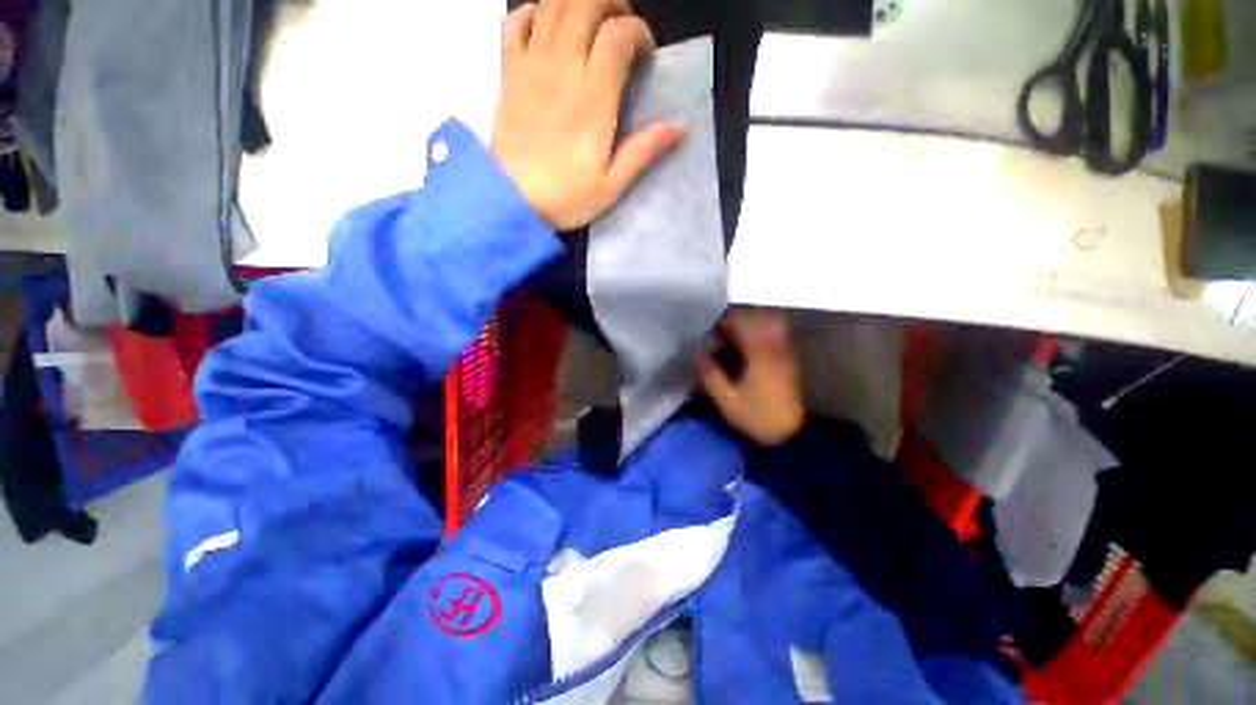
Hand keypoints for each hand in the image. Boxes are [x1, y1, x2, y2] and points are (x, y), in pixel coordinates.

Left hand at [492, 0, 684, 229]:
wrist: (510, 201)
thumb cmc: (565, 197)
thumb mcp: (611, 185)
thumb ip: (643, 151)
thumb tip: (680, 127)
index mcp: (593, 97)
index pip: (619, 33)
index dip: (639, 33)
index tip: (645, 56)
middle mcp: (562, 67)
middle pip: (586, 3)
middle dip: (612, 4)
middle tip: (623, 29)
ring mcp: (531, 64)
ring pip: (554, 4)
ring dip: (578, 2)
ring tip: (592, 22)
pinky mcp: (509, 71)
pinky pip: (516, 20)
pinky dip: (534, 11)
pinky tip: (548, 25)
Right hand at [697, 309, 804, 446]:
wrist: (792, 435)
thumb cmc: (757, 417)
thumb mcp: (727, 400)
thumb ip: (710, 375)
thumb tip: (696, 353)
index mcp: (758, 354)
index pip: (741, 324)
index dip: (723, 323)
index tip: (710, 332)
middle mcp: (773, 347)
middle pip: (756, 320)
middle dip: (735, 322)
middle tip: (720, 334)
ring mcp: (783, 352)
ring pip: (767, 325)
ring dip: (748, 327)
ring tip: (732, 340)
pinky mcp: (787, 360)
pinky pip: (773, 336)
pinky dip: (758, 336)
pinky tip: (747, 350)